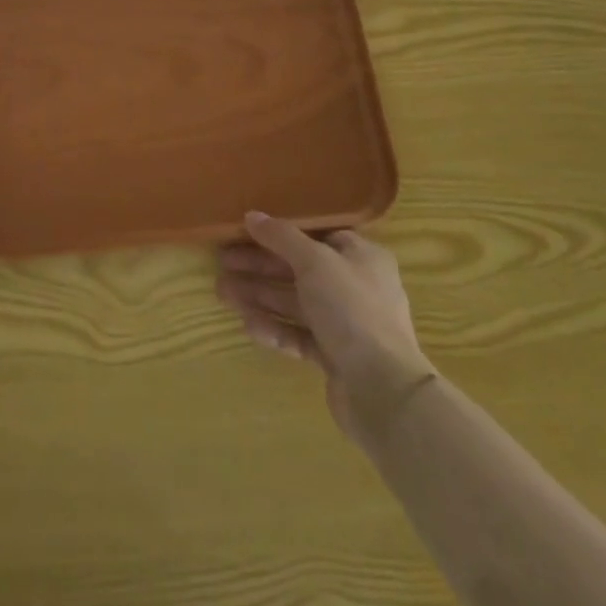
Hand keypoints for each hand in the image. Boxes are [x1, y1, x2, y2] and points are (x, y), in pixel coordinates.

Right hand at [217, 212, 435, 443]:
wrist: (383, 389)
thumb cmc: (352, 309)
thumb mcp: (314, 261)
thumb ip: (281, 237)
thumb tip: (252, 215)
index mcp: (361, 257)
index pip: (316, 236)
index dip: (280, 233)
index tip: (245, 232)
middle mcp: (355, 287)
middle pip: (299, 270)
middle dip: (259, 267)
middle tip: (222, 263)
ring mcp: (346, 324)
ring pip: (295, 303)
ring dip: (259, 296)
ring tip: (222, 294)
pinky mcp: (335, 356)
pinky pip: (298, 335)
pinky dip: (274, 328)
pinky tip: (248, 325)